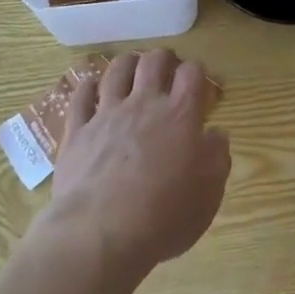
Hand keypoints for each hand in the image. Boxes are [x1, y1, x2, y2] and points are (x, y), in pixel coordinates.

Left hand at [45, 48, 230, 280]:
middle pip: (153, 61)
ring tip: (131, 67)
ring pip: (117, 70)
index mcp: (180, 115)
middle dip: (162, 58)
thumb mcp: (209, 193)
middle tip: (166, 67)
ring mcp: (107, 114)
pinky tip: (90, 88)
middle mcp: (144, 104)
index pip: (192, 73)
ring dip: (127, 63)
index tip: (198, 85)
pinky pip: (80, 97)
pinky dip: (87, 87)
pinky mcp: (77, 131)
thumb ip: (217, 157)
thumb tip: (216, 134)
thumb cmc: (163, 217)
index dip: (197, 72)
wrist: (99, 234)